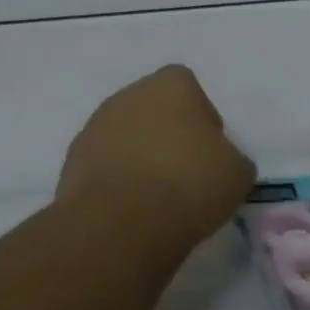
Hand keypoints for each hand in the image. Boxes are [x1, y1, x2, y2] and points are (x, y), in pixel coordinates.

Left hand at [58, 65, 255, 246]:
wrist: (120, 224)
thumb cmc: (189, 184)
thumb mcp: (237, 173)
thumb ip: (230, 157)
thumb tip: (218, 164)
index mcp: (171, 84)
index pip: (190, 90)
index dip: (202, 120)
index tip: (209, 153)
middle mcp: (129, 94)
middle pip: (155, 110)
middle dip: (168, 136)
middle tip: (184, 175)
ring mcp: (96, 126)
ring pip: (127, 137)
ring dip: (140, 157)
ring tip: (156, 198)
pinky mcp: (72, 160)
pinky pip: (105, 164)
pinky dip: (117, 180)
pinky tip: (130, 209)